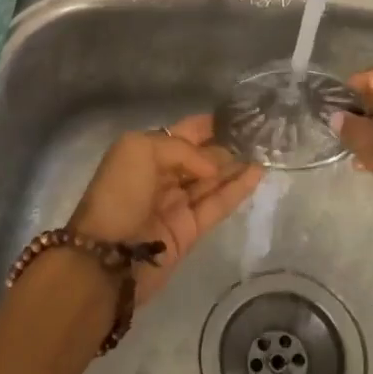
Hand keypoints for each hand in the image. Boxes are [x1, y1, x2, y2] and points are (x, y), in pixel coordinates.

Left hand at [68, 115, 263, 307]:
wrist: (106, 257)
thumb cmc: (119, 195)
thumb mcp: (140, 150)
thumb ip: (181, 150)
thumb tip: (212, 167)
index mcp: (144, 154)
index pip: (181, 134)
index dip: (206, 125)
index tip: (237, 116)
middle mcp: (161, 176)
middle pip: (200, 157)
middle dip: (226, 144)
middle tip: (259, 133)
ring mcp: (176, 204)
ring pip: (212, 180)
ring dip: (237, 165)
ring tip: (266, 150)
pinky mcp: (190, 230)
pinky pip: (218, 204)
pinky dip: (238, 189)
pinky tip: (258, 173)